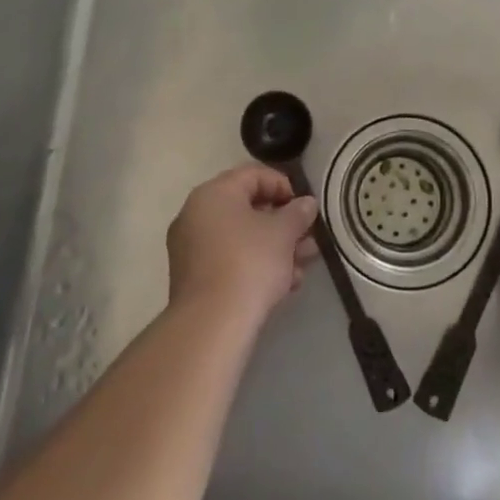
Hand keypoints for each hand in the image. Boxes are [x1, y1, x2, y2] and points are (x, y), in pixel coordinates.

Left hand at [168, 164, 320, 328]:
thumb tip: (306, 204)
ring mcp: (191, 248)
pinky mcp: (194, 278)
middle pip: (247, 208)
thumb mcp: (283, 233)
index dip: (283, 185)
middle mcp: (196, 214)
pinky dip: (256, 265)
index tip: (304, 207)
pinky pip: (230, 260)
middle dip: (283, 224)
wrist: (212, 324)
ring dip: (275, 248)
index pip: (253, 174)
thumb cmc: (250, 263)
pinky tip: (284, 285)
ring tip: (303, 265)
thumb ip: (298, 213)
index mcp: (214, 193)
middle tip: (308, 239)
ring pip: (241, 238)